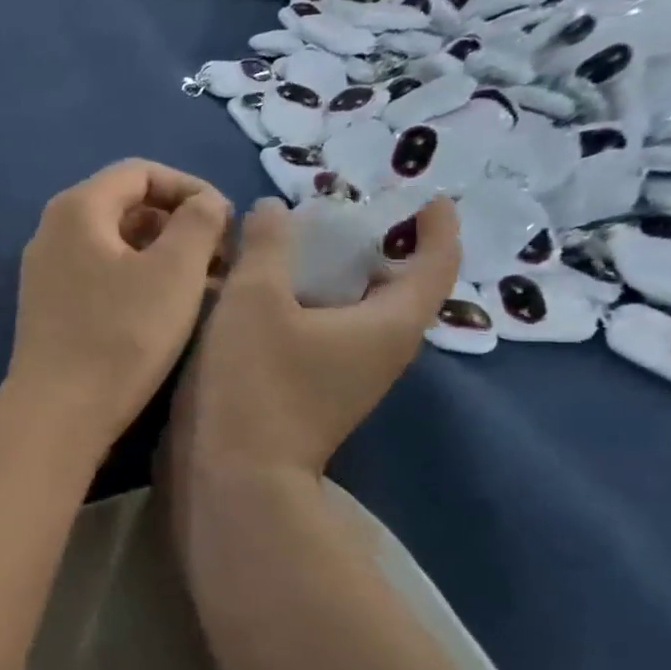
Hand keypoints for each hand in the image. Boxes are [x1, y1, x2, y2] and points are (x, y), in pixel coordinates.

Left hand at [8, 160, 230, 447]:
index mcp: (78, 208)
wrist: (58, 412)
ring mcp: (47, 270)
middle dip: (180, 224)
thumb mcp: (175, 272)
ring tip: (206, 286)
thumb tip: (206, 204)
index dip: (191, 188)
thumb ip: (200, 221)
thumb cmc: (121, 336)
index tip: (227, 222)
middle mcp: (54, 230)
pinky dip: (139, 279)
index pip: (142, 172)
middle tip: (221, 257)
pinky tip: (170, 308)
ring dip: (164, 255)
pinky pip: (102, 274)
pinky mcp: (51, 306)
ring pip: (117, 244)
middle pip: (127, 205)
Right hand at [171, 196, 458, 479]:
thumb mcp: (254, 297)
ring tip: (298, 244)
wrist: (234, 475)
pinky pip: (331, 332)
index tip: (422, 194)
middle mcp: (382, 352)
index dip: (436, 224)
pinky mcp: (318, 394)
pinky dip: (314, 303)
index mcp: (389, 324)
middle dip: (378, 245)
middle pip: (398, 287)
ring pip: (359, 312)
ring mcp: (350, 378)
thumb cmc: (254, 382)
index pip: (436, 263)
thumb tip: (274, 209)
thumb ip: (266, 243)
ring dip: (339, 274)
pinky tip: (271, 291)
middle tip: (340, 212)